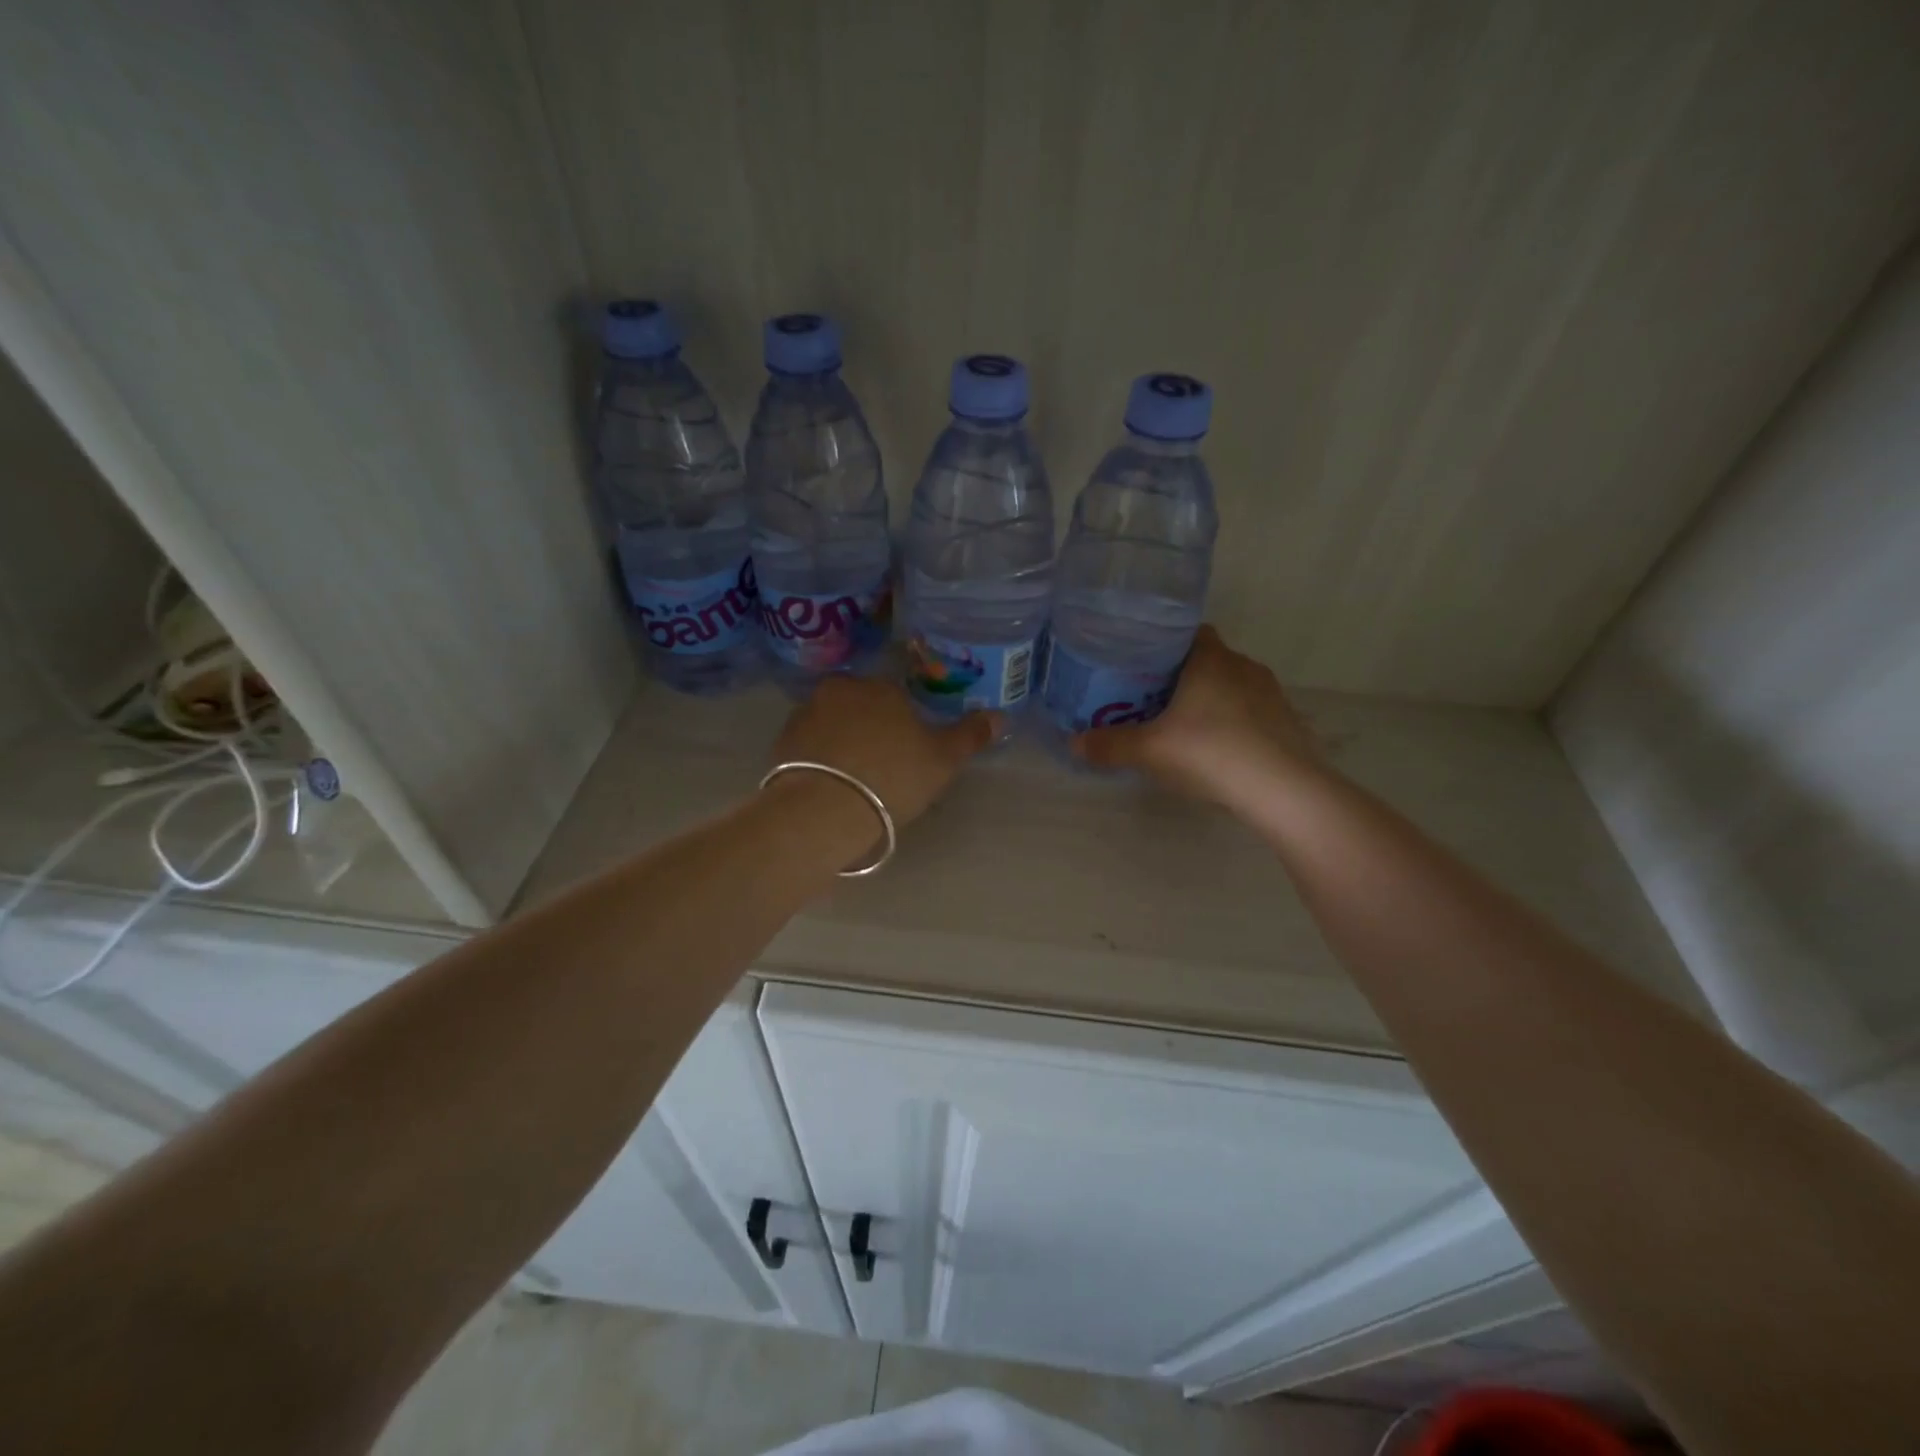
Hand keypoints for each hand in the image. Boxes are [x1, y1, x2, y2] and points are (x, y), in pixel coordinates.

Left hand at [767, 676, 999, 847]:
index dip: (904, 723)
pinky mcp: (781, 741)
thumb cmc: (892, 778)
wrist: (823, 810)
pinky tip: (828, 785)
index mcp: (881, 687)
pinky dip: (818, 758)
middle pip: (861, 705)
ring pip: (832, 722)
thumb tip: (1001, 715)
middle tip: (881, 765)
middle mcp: (840, 690)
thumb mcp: (942, 760)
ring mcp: (805, 713)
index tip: (907, 752)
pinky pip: (808, 744)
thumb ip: (970, 735)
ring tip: (852, 779)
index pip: (896, 695)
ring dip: (841, 741)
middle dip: (870, 727)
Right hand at [1073, 626, 1321, 802]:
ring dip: (1209, 700)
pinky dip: (1232, 723)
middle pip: (1207, 660)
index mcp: (1211, 659)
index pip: (1188, 632)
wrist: (1284, 790)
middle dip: (1181, 676)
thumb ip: (1110, 745)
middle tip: (1151, 699)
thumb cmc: (1211, 753)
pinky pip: (1250, 712)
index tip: (1141, 663)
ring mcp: (1270, 694)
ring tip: (1182, 725)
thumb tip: (1073, 743)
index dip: (1164, 643)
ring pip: (1230, 686)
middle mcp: (1243, 666)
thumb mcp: (1150, 751)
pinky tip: (1217, 748)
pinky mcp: (1287, 722)